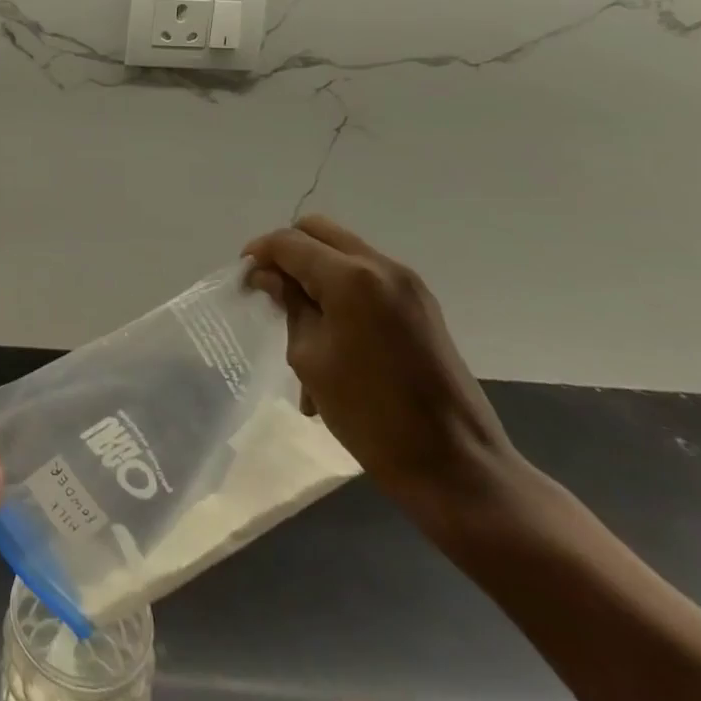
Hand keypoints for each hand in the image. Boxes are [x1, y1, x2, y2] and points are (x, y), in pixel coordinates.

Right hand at [243, 216, 519, 521]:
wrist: (458, 468)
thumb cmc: (372, 415)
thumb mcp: (311, 358)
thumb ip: (290, 306)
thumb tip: (269, 277)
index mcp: (351, 277)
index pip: (289, 243)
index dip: (259, 253)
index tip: (243, 278)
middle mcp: (381, 266)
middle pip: (318, 231)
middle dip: (287, 251)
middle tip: (269, 286)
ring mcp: (408, 284)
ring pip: (343, 250)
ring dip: (314, 268)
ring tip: (299, 314)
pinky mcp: (422, 305)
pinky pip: (367, 275)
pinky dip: (340, 285)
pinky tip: (331, 328)